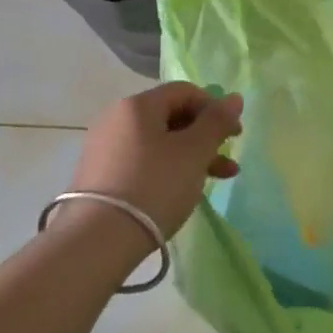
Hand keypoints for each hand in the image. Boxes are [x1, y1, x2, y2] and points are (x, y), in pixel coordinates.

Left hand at [66, 83, 244, 253]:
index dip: (214, 108)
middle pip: (170, 117)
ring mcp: (104, 148)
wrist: (97, 241)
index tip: (234, 135)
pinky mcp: (99, 176)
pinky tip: (180, 192)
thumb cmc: (153, 186)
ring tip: (215, 181)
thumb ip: (217, 122)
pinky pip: (141, 162)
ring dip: (190, 157)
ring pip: (158, 143)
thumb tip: (235, 97)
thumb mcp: (194, 152)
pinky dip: (166, 170)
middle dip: (204, 137)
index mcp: (138, 105)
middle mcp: (116, 118)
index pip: (184, 91)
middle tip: (227, 162)